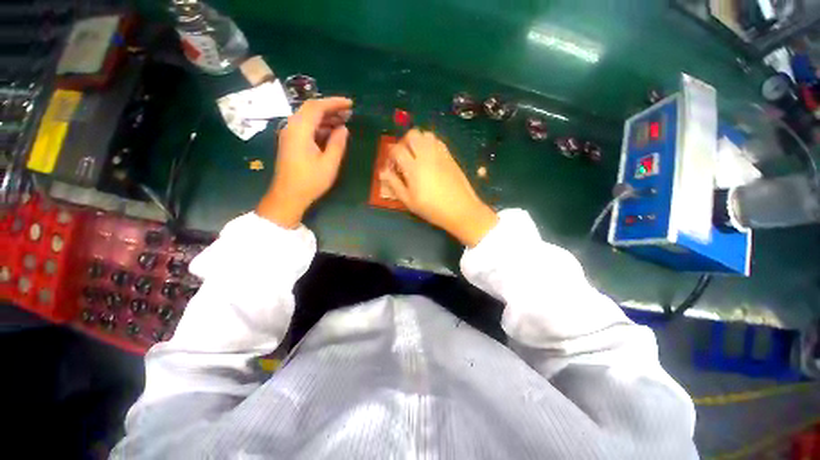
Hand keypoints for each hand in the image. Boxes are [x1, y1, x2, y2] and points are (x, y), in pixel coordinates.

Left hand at [257, 97, 352, 227]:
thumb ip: (337, 143)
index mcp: (300, 129)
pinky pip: (306, 128)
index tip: (350, 104)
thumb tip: (343, 129)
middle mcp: (292, 127)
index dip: (335, 103)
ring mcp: (290, 135)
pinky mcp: (291, 143)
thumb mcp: (329, 163)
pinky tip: (332, 133)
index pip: (317, 107)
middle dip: (331, 109)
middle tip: (349, 114)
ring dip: (326, 119)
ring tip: (344, 122)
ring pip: (309, 119)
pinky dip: (320, 127)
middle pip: (311, 110)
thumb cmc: (310, 181)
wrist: (288, 196)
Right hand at [380, 129, 498, 246]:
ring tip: (416, 155)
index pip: (397, 149)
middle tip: (403, 156)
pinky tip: (429, 157)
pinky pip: (437, 141)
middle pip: (412, 134)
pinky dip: (429, 143)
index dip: (391, 155)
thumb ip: (394, 184)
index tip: (392, 165)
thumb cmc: (432, 209)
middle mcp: (426, 155)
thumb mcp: (409, 201)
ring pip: (426, 134)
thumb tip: (382, 172)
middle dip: (404, 142)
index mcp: (414, 168)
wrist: (461, 209)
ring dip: (418, 141)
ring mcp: (440, 154)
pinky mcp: (450, 156)